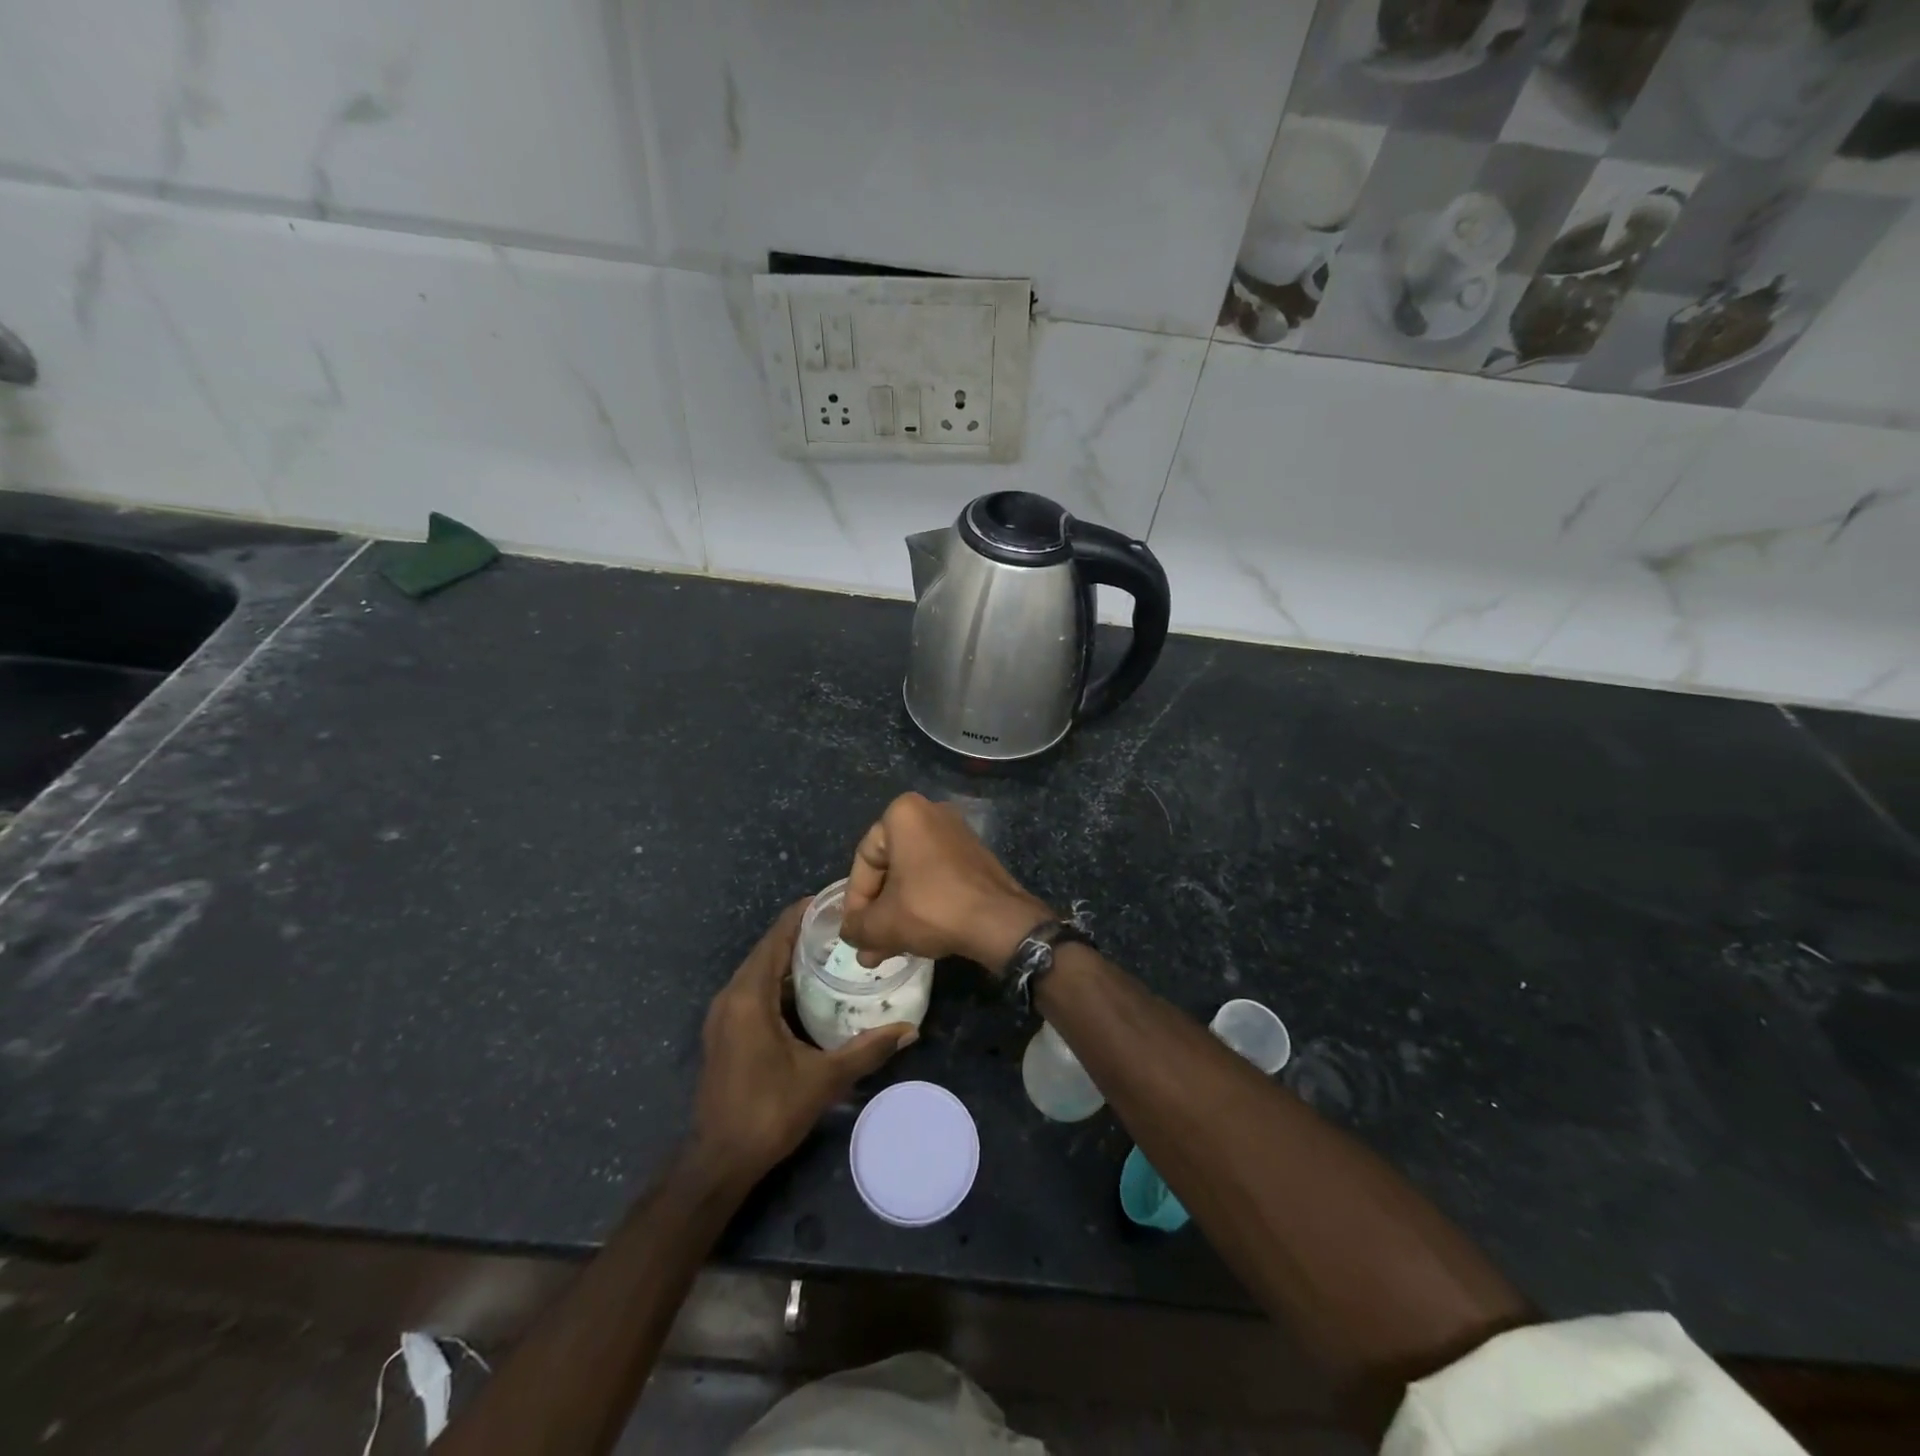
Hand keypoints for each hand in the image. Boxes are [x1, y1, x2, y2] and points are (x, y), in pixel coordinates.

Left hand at [693, 900, 916, 1177]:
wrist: (719, 1161)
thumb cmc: (768, 1112)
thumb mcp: (824, 1079)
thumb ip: (867, 1049)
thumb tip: (910, 1029)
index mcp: (749, 996)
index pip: (776, 937)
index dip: (804, 914)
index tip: (836, 899)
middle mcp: (731, 996)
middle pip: (768, 949)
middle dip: (803, 933)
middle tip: (845, 925)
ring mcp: (724, 1015)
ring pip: (760, 970)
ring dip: (791, 957)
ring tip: (833, 949)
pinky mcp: (725, 1031)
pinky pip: (754, 989)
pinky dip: (780, 980)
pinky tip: (809, 988)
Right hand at [840, 792, 1053, 972]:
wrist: (999, 922)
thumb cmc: (932, 908)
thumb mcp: (883, 923)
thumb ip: (857, 926)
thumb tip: (849, 932)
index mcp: (904, 814)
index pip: (865, 860)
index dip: (855, 901)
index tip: (854, 931)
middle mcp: (931, 813)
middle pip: (890, 868)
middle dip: (876, 911)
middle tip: (867, 945)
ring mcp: (957, 834)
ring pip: (912, 877)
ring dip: (896, 913)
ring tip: (884, 952)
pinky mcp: (975, 857)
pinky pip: (936, 878)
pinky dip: (922, 905)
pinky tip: (912, 939)